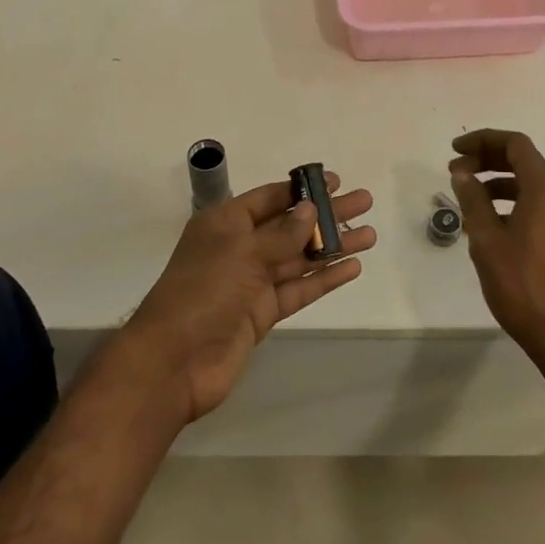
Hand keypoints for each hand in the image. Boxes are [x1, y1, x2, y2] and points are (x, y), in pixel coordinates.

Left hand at [123, 173, 374, 423]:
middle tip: (364, 202)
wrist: (175, 362)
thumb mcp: (242, 252)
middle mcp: (240, 247)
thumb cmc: (203, 291)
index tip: (335, 181)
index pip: (269, 198)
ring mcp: (252, 282)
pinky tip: (351, 267)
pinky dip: (324, 279)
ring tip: (369, 235)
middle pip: (290, 225)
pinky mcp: (262, 313)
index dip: (301, 189)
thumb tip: (310, 210)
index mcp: (225, 223)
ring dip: (332, 247)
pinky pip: (298, 289)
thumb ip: (281, 234)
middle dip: (326, 215)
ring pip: (299, 258)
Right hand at [449, 129, 544, 361]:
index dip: (482, 140)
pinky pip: (540, 203)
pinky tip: (491, 222)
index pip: (515, 144)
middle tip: (456, 172)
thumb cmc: (522, 285)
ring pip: (532, 183)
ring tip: (468, 197)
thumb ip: (473, 200)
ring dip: (499, 182)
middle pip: (524, 160)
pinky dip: (514, 200)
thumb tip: (462, 173)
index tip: (455, 151)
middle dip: (488, 159)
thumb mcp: (487, 240)